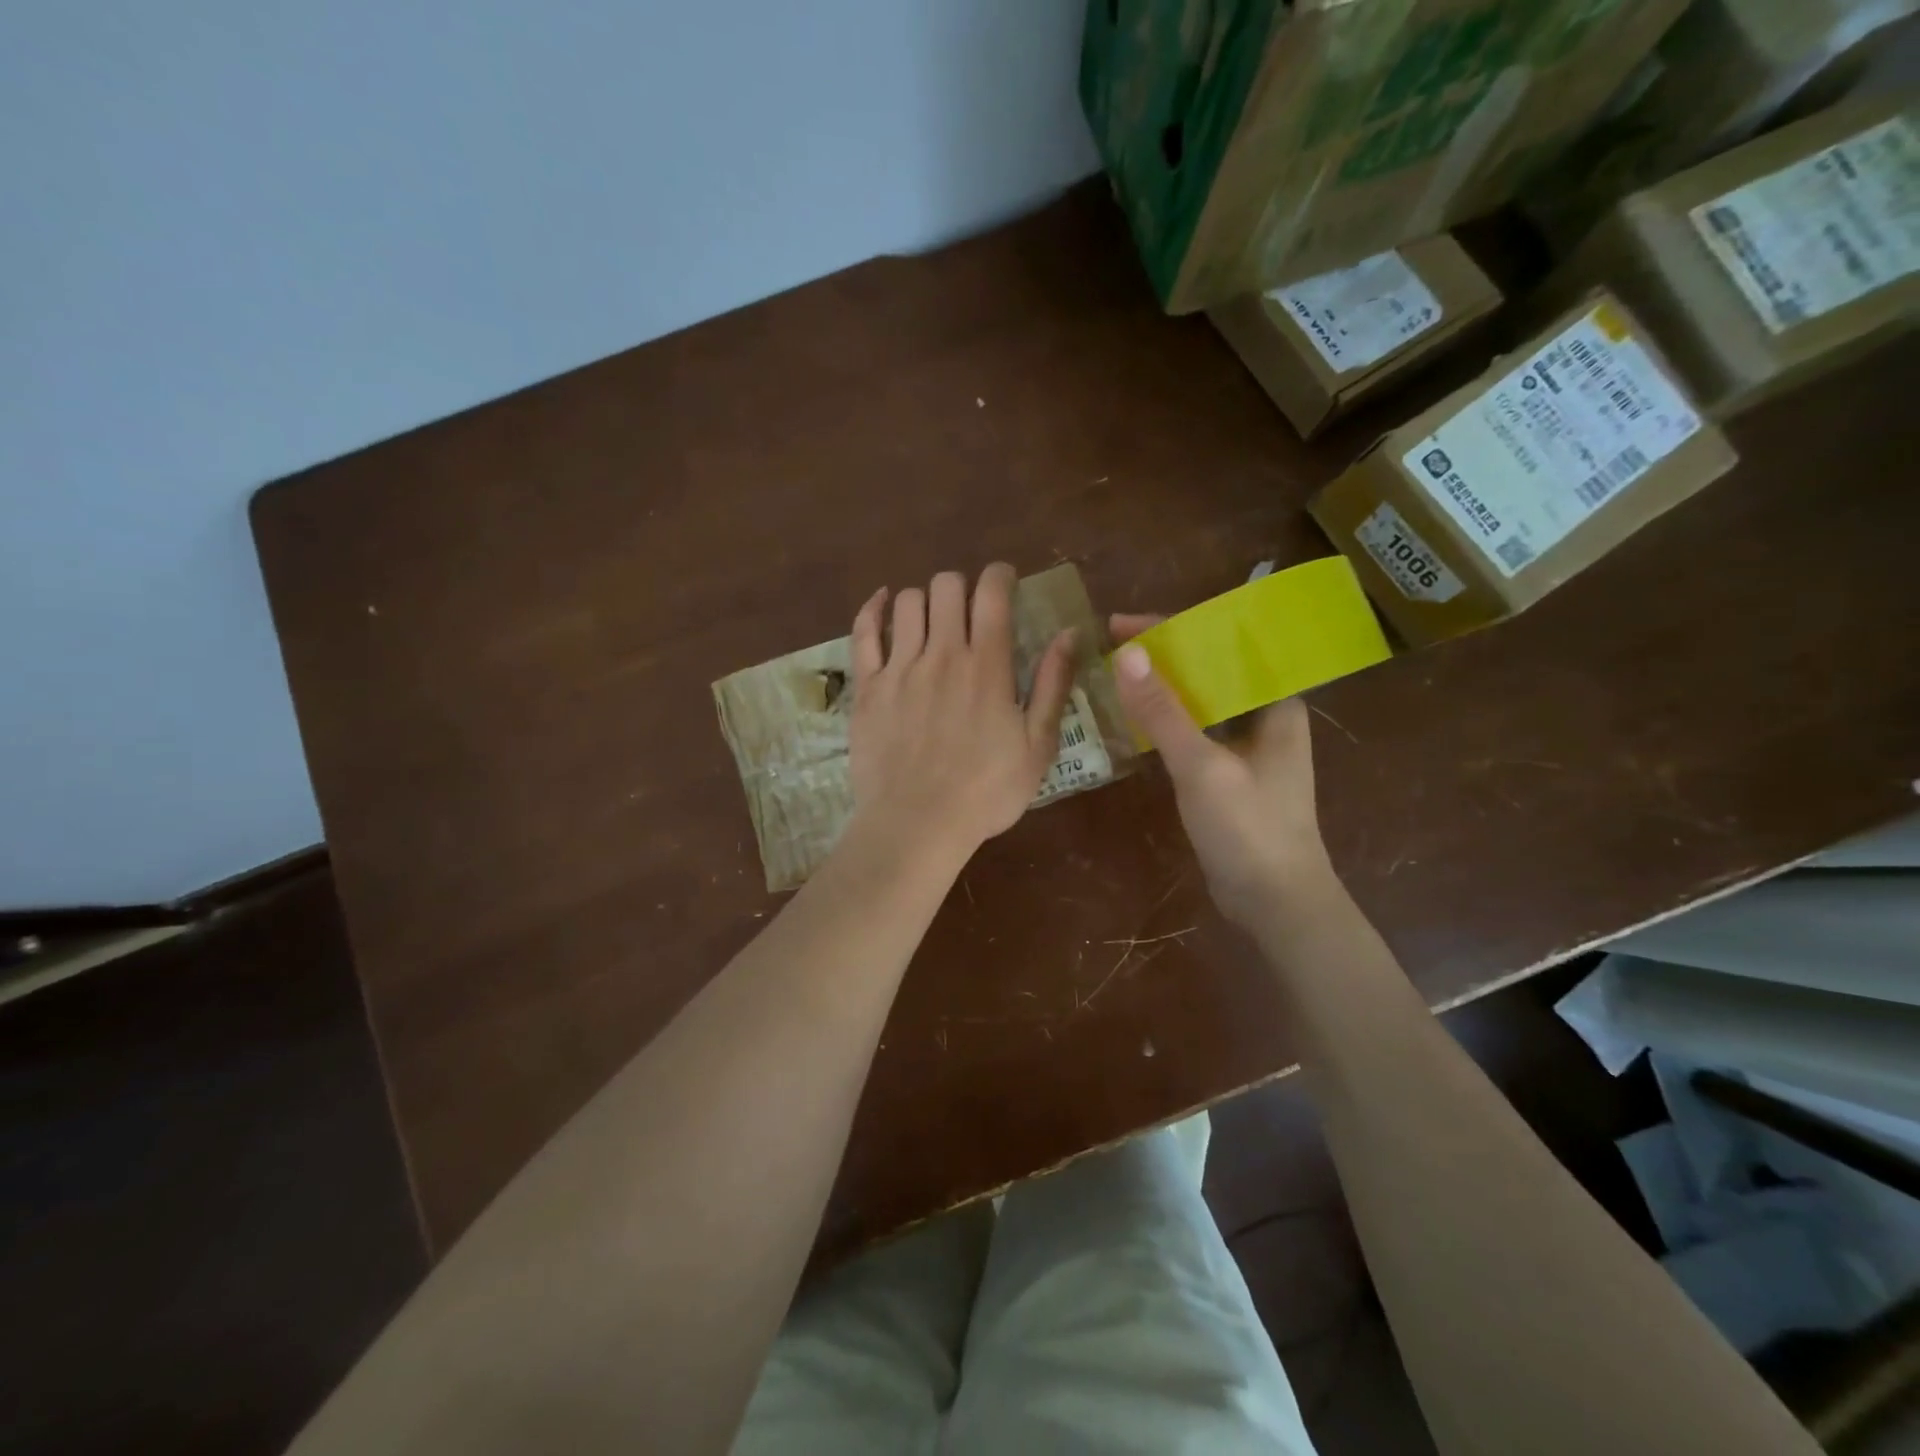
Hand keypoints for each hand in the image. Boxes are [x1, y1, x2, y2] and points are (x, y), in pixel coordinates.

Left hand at [847, 564, 1074, 861]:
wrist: (917, 825)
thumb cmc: (986, 792)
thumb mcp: (1038, 746)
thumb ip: (1054, 685)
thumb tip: (1070, 633)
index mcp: (988, 665)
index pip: (992, 592)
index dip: (1000, 575)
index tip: (1005, 583)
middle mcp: (942, 654)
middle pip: (947, 585)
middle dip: (962, 587)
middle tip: (969, 611)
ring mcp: (899, 668)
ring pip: (908, 602)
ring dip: (925, 601)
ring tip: (932, 622)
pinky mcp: (867, 687)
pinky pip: (863, 631)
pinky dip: (873, 609)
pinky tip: (883, 603)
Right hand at [1110, 613, 1332, 931]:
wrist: (1276, 903)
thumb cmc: (1249, 830)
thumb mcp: (1202, 767)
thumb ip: (1164, 711)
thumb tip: (1126, 653)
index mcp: (1274, 701)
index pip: (1222, 644)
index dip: (1170, 627)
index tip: (1119, 624)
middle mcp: (1264, 714)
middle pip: (1209, 667)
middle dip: (1161, 653)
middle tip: (1109, 646)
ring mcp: (1248, 745)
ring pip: (1199, 699)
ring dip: (1161, 685)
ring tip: (1114, 673)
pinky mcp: (1230, 771)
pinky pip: (1194, 729)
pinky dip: (1165, 719)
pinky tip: (1134, 717)